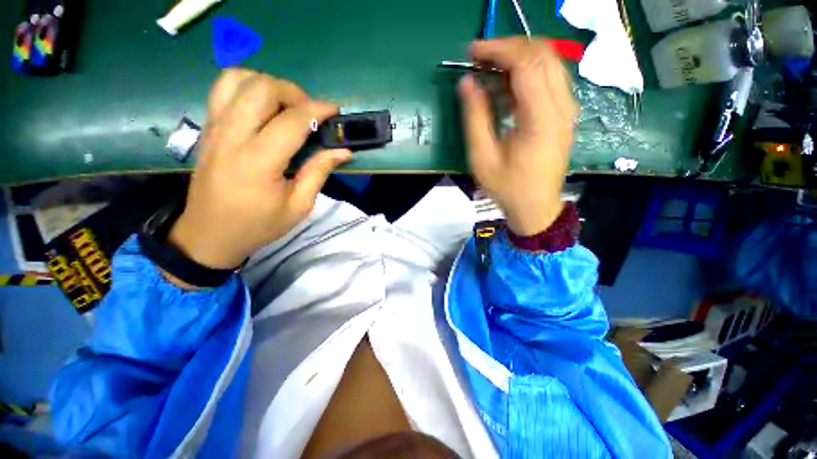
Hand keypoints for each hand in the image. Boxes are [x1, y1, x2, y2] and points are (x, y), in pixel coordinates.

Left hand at [168, 69, 351, 269]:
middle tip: (309, 113)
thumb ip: (319, 172)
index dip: (318, 110)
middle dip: (293, 92)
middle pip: (261, 87)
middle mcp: (231, 136)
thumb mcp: (299, 206)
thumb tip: (343, 151)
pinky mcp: (207, 128)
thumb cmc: (259, 224)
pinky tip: (263, 109)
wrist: (210, 234)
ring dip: (268, 85)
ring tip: (285, 107)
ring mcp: (214, 128)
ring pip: (237, 79)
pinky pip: (223, 89)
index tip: (335, 111)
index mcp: (258, 161)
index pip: (291, 120)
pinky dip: (248, 88)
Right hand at [458, 38, 577, 235]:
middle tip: (479, 57)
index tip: (471, 52)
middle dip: (508, 47)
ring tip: (489, 68)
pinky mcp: (564, 114)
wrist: (536, 207)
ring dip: (518, 57)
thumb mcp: (483, 158)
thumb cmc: (507, 188)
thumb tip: (467, 83)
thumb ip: (475, 118)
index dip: (498, 50)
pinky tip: (506, 85)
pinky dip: (527, 72)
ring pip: (549, 62)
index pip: (526, 63)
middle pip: (543, 54)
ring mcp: (567, 109)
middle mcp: (562, 107)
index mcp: (541, 119)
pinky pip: (549, 78)